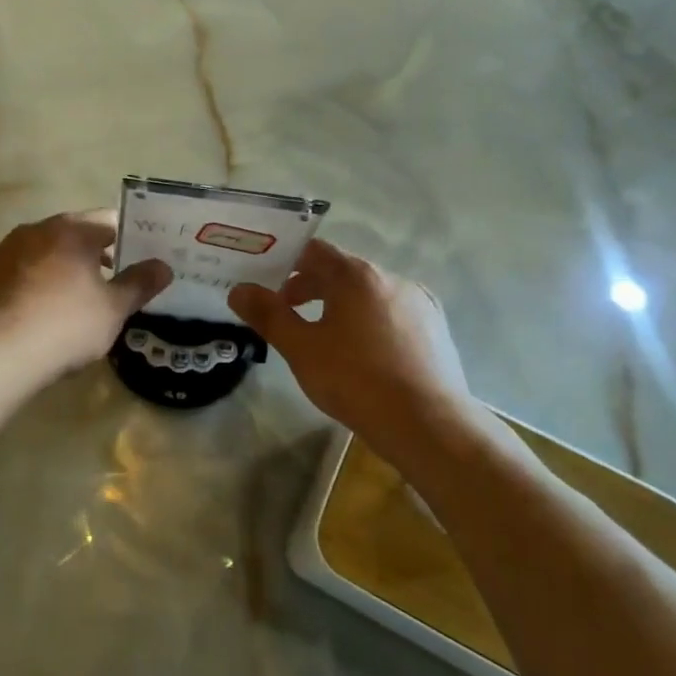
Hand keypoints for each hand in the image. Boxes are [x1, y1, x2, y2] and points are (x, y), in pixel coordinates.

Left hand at [0, 211, 171, 384]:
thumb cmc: (64, 326)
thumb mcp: (113, 310)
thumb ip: (140, 284)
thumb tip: (163, 266)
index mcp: (72, 230)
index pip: (109, 221)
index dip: (128, 238)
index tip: (140, 257)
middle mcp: (36, 230)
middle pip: (74, 234)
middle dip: (95, 252)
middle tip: (115, 277)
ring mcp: (5, 251)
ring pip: (45, 252)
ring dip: (64, 267)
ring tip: (79, 296)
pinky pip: (21, 271)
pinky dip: (37, 282)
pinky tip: (43, 310)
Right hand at [229, 239, 472, 437]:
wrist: (428, 424)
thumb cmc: (356, 381)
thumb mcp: (301, 349)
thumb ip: (268, 315)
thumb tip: (239, 290)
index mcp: (357, 276)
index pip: (314, 251)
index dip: (286, 261)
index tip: (266, 282)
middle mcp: (391, 279)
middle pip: (342, 271)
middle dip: (310, 287)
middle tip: (285, 312)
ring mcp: (419, 303)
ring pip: (369, 293)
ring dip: (340, 305)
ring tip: (323, 337)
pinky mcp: (436, 329)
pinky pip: (393, 314)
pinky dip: (370, 322)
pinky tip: (364, 354)